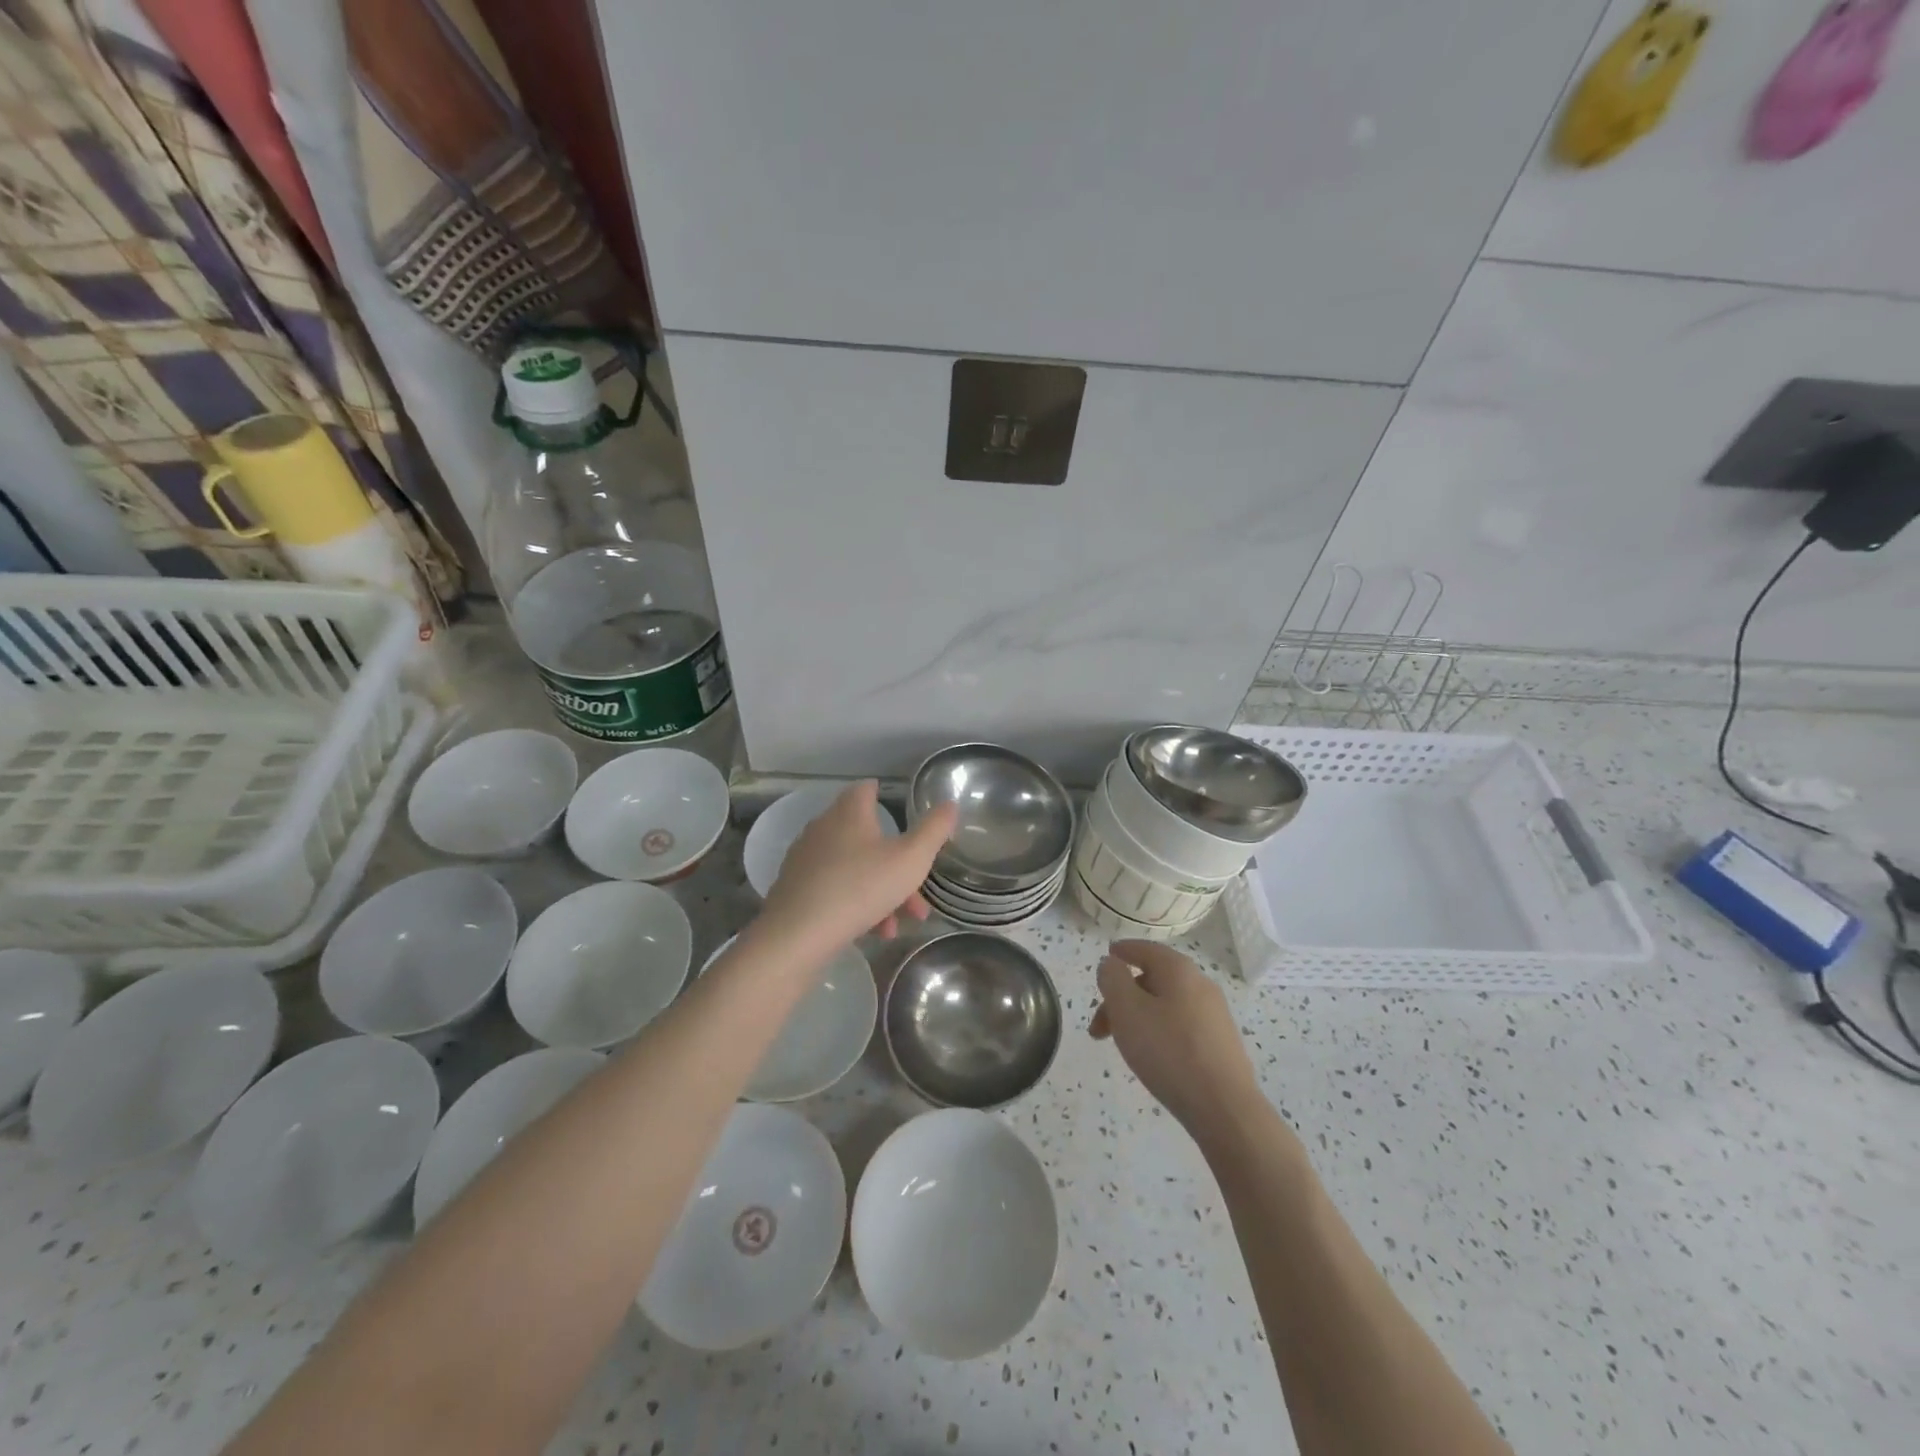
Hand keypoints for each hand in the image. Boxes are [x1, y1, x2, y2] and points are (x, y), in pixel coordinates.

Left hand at [760, 781, 957, 950]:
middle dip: (896, 863)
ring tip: (899, 923)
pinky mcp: (795, 888)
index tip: (901, 808)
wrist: (798, 934)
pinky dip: (857, 904)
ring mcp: (806, 859)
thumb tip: (949, 804)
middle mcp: (824, 828)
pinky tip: (875, 932)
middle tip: (917, 891)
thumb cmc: (861, 887)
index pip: (866, 789)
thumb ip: (933, 831)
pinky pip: (835, 889)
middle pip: (866, 836)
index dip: (884, 794)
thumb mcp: (911, 859)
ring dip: (881, 891)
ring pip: (854, 868)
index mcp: (849, 812)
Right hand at [1090, 940, 1264, 1141]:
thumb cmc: (1169, 1051)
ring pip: (1166, 1005)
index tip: (1108, 957)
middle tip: (1100, 1027)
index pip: (1145, 949)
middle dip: (1122, 998)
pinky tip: (1152, 1057)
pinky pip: (1181, 1025)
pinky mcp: (1220, 1043)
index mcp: (1179, 970)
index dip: (1123, 951)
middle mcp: (1200, 984)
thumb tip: (1111, 964)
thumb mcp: (1127, 1010)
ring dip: (1138, 1018)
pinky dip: (1159, 1032)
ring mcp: (1215, 1015)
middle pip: (1153, 979)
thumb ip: (1112, 980)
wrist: (1224, 1108)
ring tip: (1123, 1047)